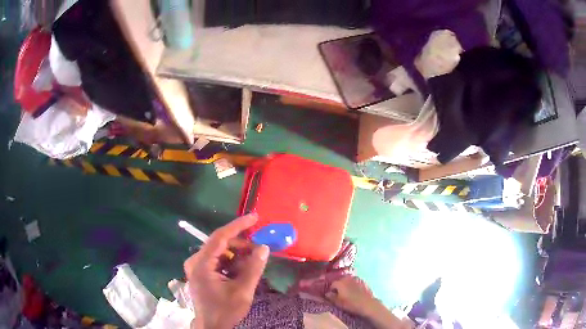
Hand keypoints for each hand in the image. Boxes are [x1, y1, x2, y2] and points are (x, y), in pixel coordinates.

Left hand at [184, 214, 269, 328]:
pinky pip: (217, 260)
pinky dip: (230, 262)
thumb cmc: (225, 310)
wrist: (211, 326)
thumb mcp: (242, 291)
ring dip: (237, 255)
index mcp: (202, 264)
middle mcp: (195, 261)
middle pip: (220, 244)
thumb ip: (253, 268)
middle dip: (240, 245)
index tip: (254, 217)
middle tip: (259, 250)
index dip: (238, 225)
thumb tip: (264, 247)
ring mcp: (196, 266)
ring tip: (252, 264)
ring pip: (219, 252)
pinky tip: (241, 271)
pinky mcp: (199, 272)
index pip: (220, 237)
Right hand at [325, 276, 375, 316]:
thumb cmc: (350, 304)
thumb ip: (330, 297)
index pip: (332, 284)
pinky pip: (355, 282)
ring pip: (348, 280)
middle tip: (339, 294)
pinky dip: (353, 285)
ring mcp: (356, 279)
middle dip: (339, 286)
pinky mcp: (363, 281)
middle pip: (340, 281)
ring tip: (347, 293)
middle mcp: (347, 278)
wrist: (367, 304)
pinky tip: (354, 292)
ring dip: (346, 285)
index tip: (332, 296)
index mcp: (339, 282)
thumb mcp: (337, 302)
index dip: (331, 290)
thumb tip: (327, 293)